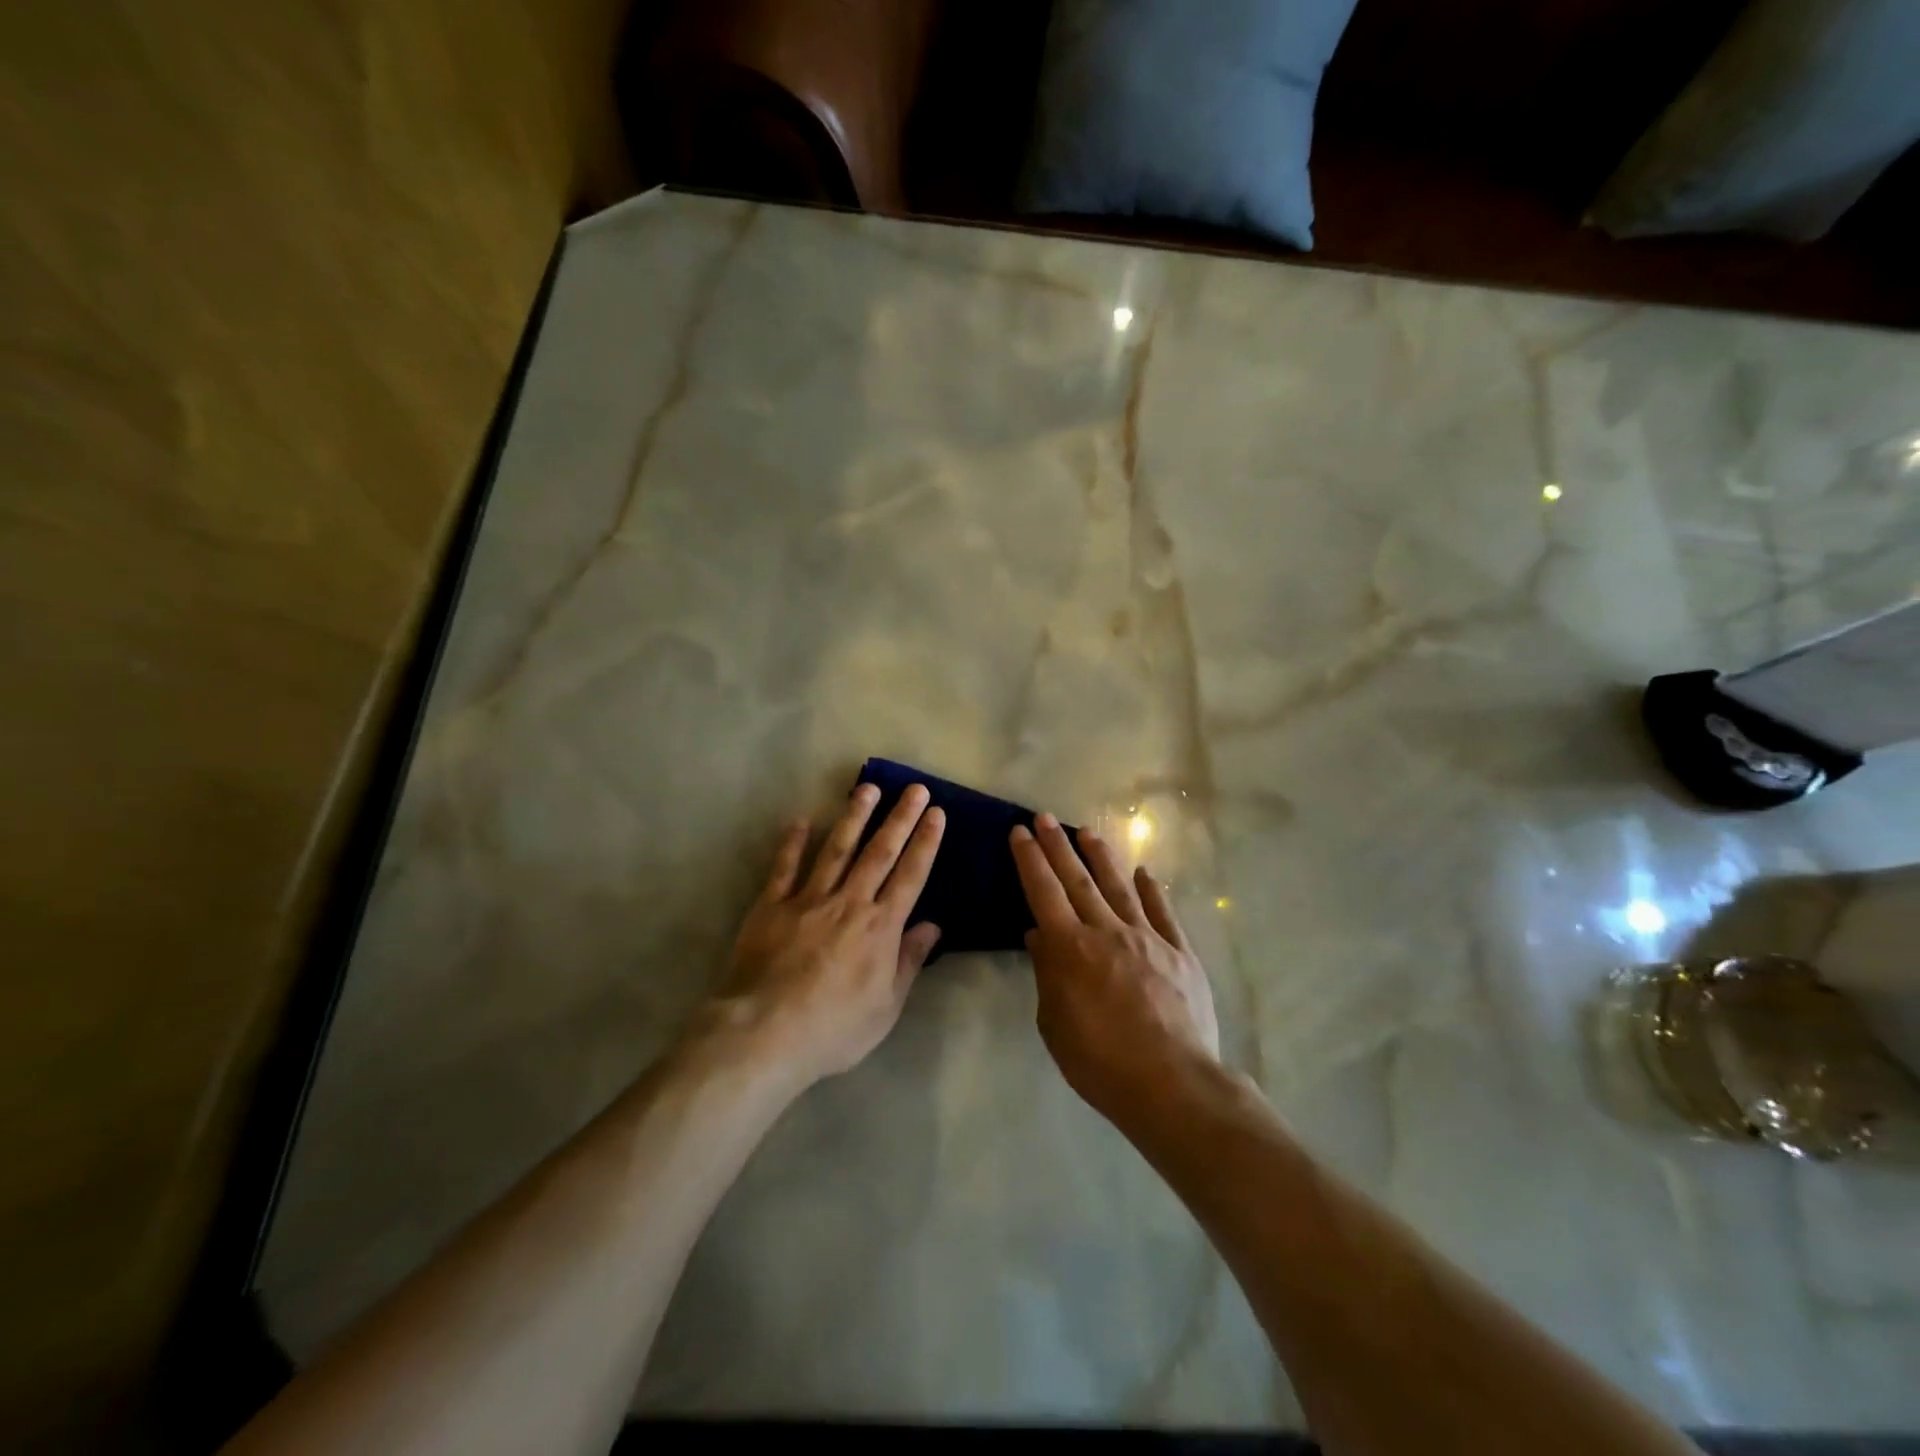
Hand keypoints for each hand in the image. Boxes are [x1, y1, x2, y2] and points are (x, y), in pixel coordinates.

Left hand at [720, 782, 945, 1086]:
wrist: (765, 1033)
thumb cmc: (833, 1029)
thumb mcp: (885, 1007)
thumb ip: (908, 961)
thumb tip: (933, 926)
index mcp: (880, 928)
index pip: (910, 876)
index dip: (925, 842)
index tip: (936, 814)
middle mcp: (849, 903)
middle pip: (879, 853)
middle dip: (900, 818)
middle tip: (914, 789)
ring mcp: (808, 899)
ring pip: (836, 849)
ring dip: (853, 817)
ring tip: (868, 787)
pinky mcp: (772, 906)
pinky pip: (784, 867)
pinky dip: (792, 843)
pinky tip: (800, 820)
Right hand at [1011, 814, 1219, 1122]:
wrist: (1171, 1083)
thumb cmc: (1100, 1062)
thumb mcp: (1055, 1024)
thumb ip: (1047, 974)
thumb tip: (1039, 935)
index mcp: (1070, 948)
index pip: (1043, 892)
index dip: (1030, 860)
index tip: (1020, 832)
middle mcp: (1106, 931)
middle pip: (1078, 880)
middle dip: (1058, 846)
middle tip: (1044, 818)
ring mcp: (1147, 937)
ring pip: (1119, 887)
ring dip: (1101, 857)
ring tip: (1088, 832)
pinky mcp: (1179, 952)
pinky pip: (1163, 913)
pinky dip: (1152, 890)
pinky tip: (1144, 872)